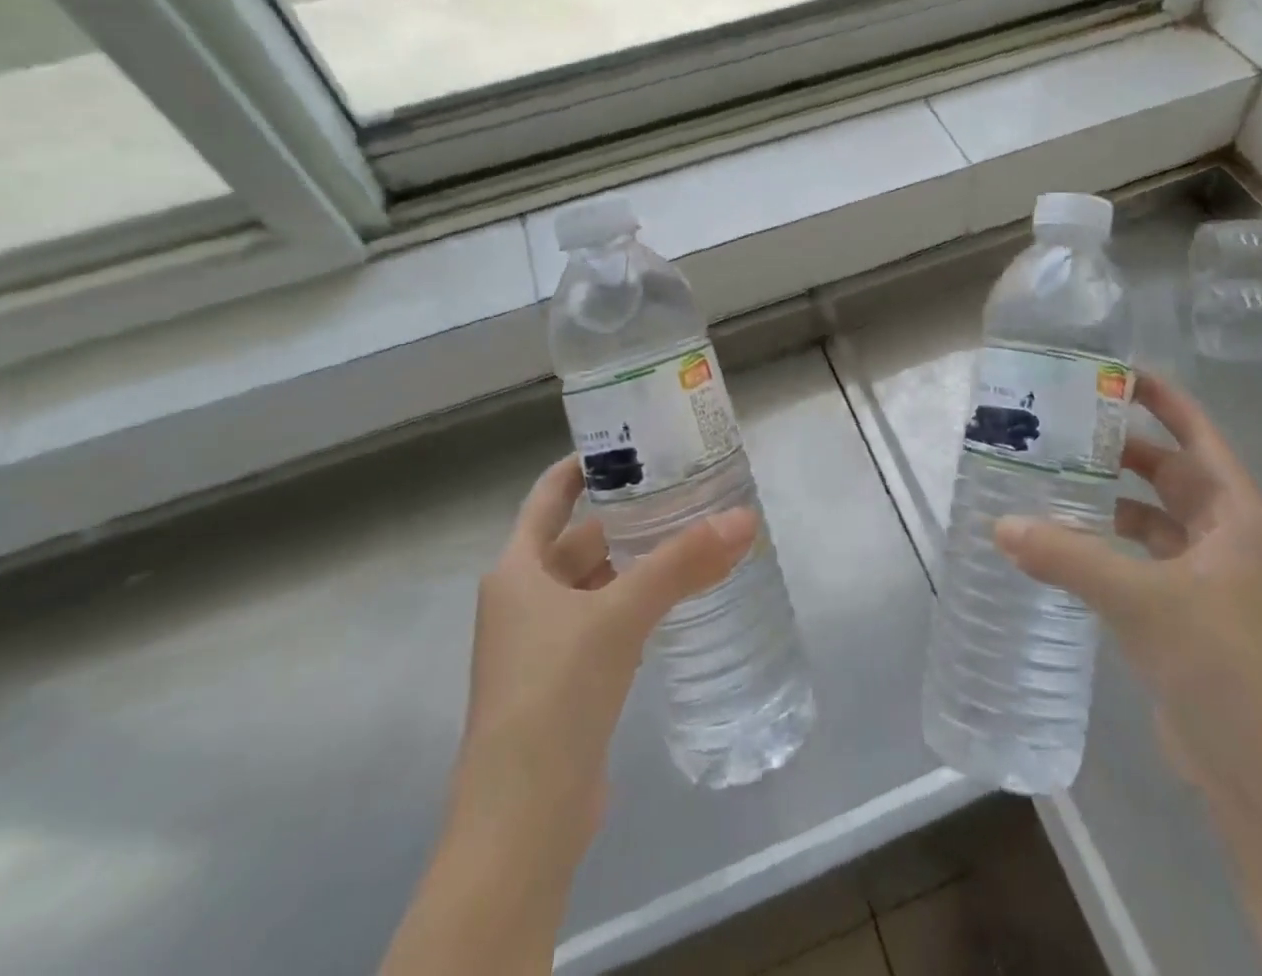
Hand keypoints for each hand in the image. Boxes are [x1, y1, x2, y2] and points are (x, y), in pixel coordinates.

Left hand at [383, 456, 756, 975]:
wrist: (522, 820)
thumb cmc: (555, 692)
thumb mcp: (620, 615)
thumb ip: (682, 564)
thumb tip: (744, 518)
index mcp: (517, 569)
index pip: (548, 496)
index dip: (582, 466)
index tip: (628, 442)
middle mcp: (522, 600)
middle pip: (577, 540)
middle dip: (625, 518)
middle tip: (680, 491)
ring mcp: (539, 645)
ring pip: (593, 584)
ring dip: (633, 564)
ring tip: (687, 539)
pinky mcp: (562, 683)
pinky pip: (601, 623)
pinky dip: (631, 606)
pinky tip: (672, 603)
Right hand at [996, 378, 1261, 975]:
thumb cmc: (1224, 666)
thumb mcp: (1141, 600)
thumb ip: (1067, 557)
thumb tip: (1001, 525)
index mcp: (1238, 516)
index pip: (1197, 434)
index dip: (1160, 398)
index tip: (1111, 371)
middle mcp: (1228, 538)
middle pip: (1169, 473)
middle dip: (1119, 448)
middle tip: (1058, 427)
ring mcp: (1211, 580)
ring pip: (1153, 520)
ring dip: (1109, 502)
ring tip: (1049, 479)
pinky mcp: (1190, 617)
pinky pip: (1142, 562)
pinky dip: (1107, 549)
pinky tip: (1063, 546)